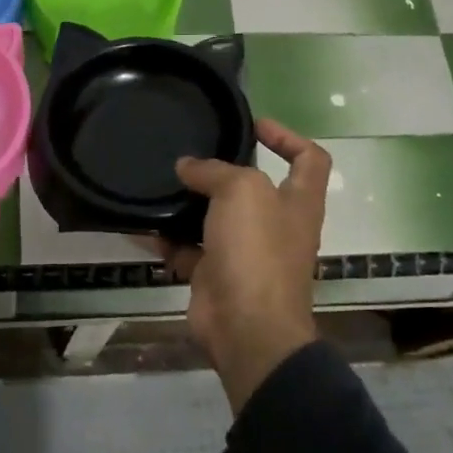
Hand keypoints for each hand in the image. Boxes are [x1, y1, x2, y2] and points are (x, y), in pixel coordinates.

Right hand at [162, 119, 331, 413]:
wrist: (246, 327)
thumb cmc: (257, 249)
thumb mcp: (241, 191)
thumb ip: (214, 170)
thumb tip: (187, 167)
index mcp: (298, 202)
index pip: (309, 159)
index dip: (287, 137)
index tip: (254, 125)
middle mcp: (276, 225)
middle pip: (253, 188)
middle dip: (223, 170)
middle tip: (191, 153)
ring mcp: (246, 254)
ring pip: (216, 218)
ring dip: (190, 202)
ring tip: (161, 181)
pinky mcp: (215, 276)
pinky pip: (188, 249)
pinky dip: (167, 237)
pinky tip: (144, 222)